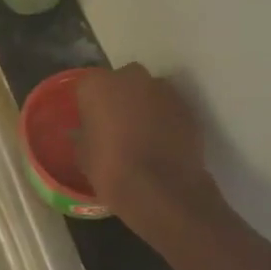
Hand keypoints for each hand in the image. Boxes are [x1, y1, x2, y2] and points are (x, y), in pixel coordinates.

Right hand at [75, 63, 216, 224]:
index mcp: (97, 85)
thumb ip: (83, 136)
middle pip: (122, 81)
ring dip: (145, 106)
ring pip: (149, 92)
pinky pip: (169, 108)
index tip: (92, 123)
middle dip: (120, 98)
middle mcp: (131, 77)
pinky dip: (166, 119)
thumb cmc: (111, 170)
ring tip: (143, 136)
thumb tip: (85, 133)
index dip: (90, 105)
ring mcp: (163, 90)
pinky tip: (162, 143)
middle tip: (117, 125)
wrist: (161, 191)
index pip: (88, 86)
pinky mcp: (187, 107)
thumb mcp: (83, 156)